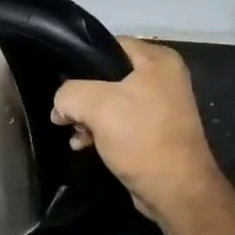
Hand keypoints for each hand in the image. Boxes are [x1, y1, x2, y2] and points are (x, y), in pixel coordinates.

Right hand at [52, 37, 225, 221]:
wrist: (175, 189)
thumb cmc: (140, 138)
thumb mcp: (97, 106)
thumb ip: (69, 94)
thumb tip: (60, 105)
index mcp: (158, 60)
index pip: (109, 45)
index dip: (80, 61)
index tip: (60, 83)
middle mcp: (163, 78)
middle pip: (107, 76)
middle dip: (81, 97)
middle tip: (63, 115)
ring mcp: (160, 106)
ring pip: (110, 102)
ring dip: (87, 118)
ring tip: (72, 134)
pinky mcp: (153, 132)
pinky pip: (119, 123)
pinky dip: (100, 131)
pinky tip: (82, 145)